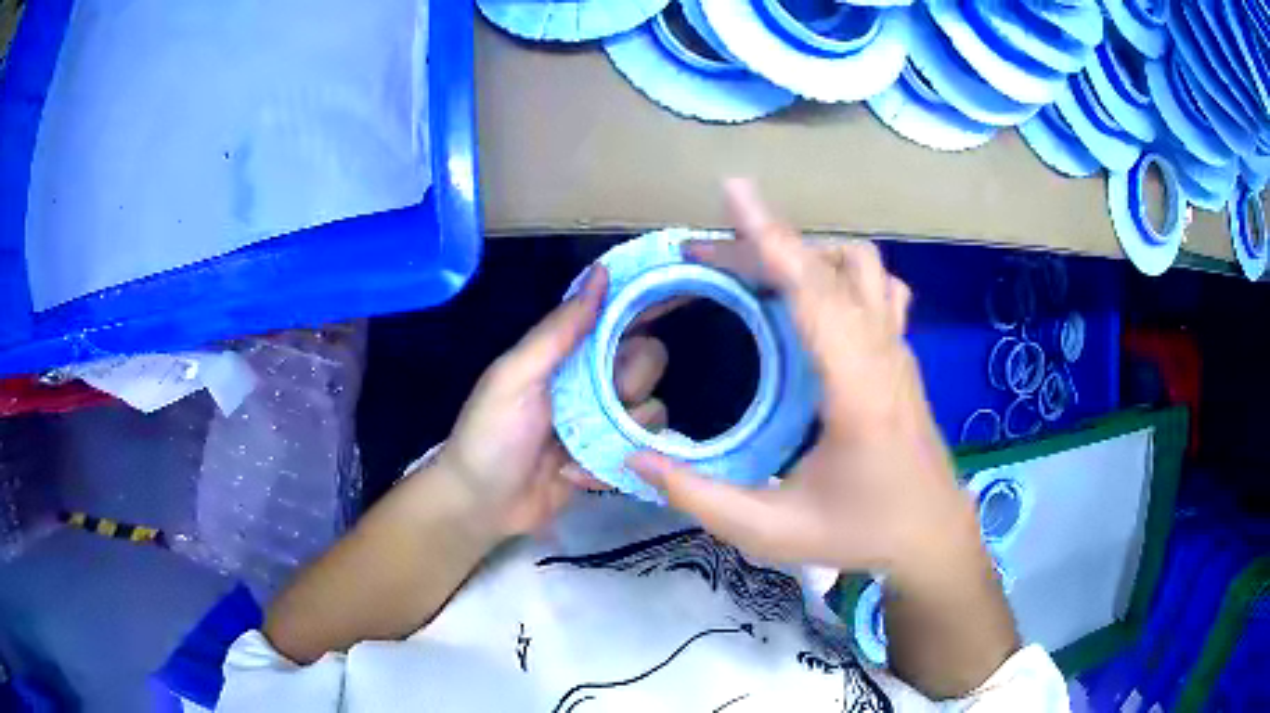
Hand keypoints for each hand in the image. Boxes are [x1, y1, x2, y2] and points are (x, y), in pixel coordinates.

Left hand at [433, 266, 668, 538]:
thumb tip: (601, 272)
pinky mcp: (612, 459)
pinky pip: (642, 452)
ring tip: (580, 448)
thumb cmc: (491, 434)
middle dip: (632, 380)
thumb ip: (559, 330)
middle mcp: (594, 381)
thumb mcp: (516, 376)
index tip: (685, 289)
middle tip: (604, 399)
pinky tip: (573, 475)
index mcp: (569, 353)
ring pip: (653, 409)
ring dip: (622, 429)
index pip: (618, 316)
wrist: (481, 504)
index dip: (650, 301)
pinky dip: (610, 465)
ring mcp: (606, 423)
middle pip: (649, 361)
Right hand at [627, 181, 981, 589]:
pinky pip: (876, 288)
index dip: (769, 237)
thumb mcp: (771, 530)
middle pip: (833, 264)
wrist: (932, 537)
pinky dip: (837, 273)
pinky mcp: (902, 356)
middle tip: (709, 257)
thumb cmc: (861, 534)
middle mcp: (884, 354)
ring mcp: (899, 350)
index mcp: (857, 389)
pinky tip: (811, 299)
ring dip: (809, 253)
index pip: (812, 291)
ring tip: (758, 271)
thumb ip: (699, 496)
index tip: (733, 192)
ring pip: (863, 267)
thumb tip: (636, 456)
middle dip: (768, 245)